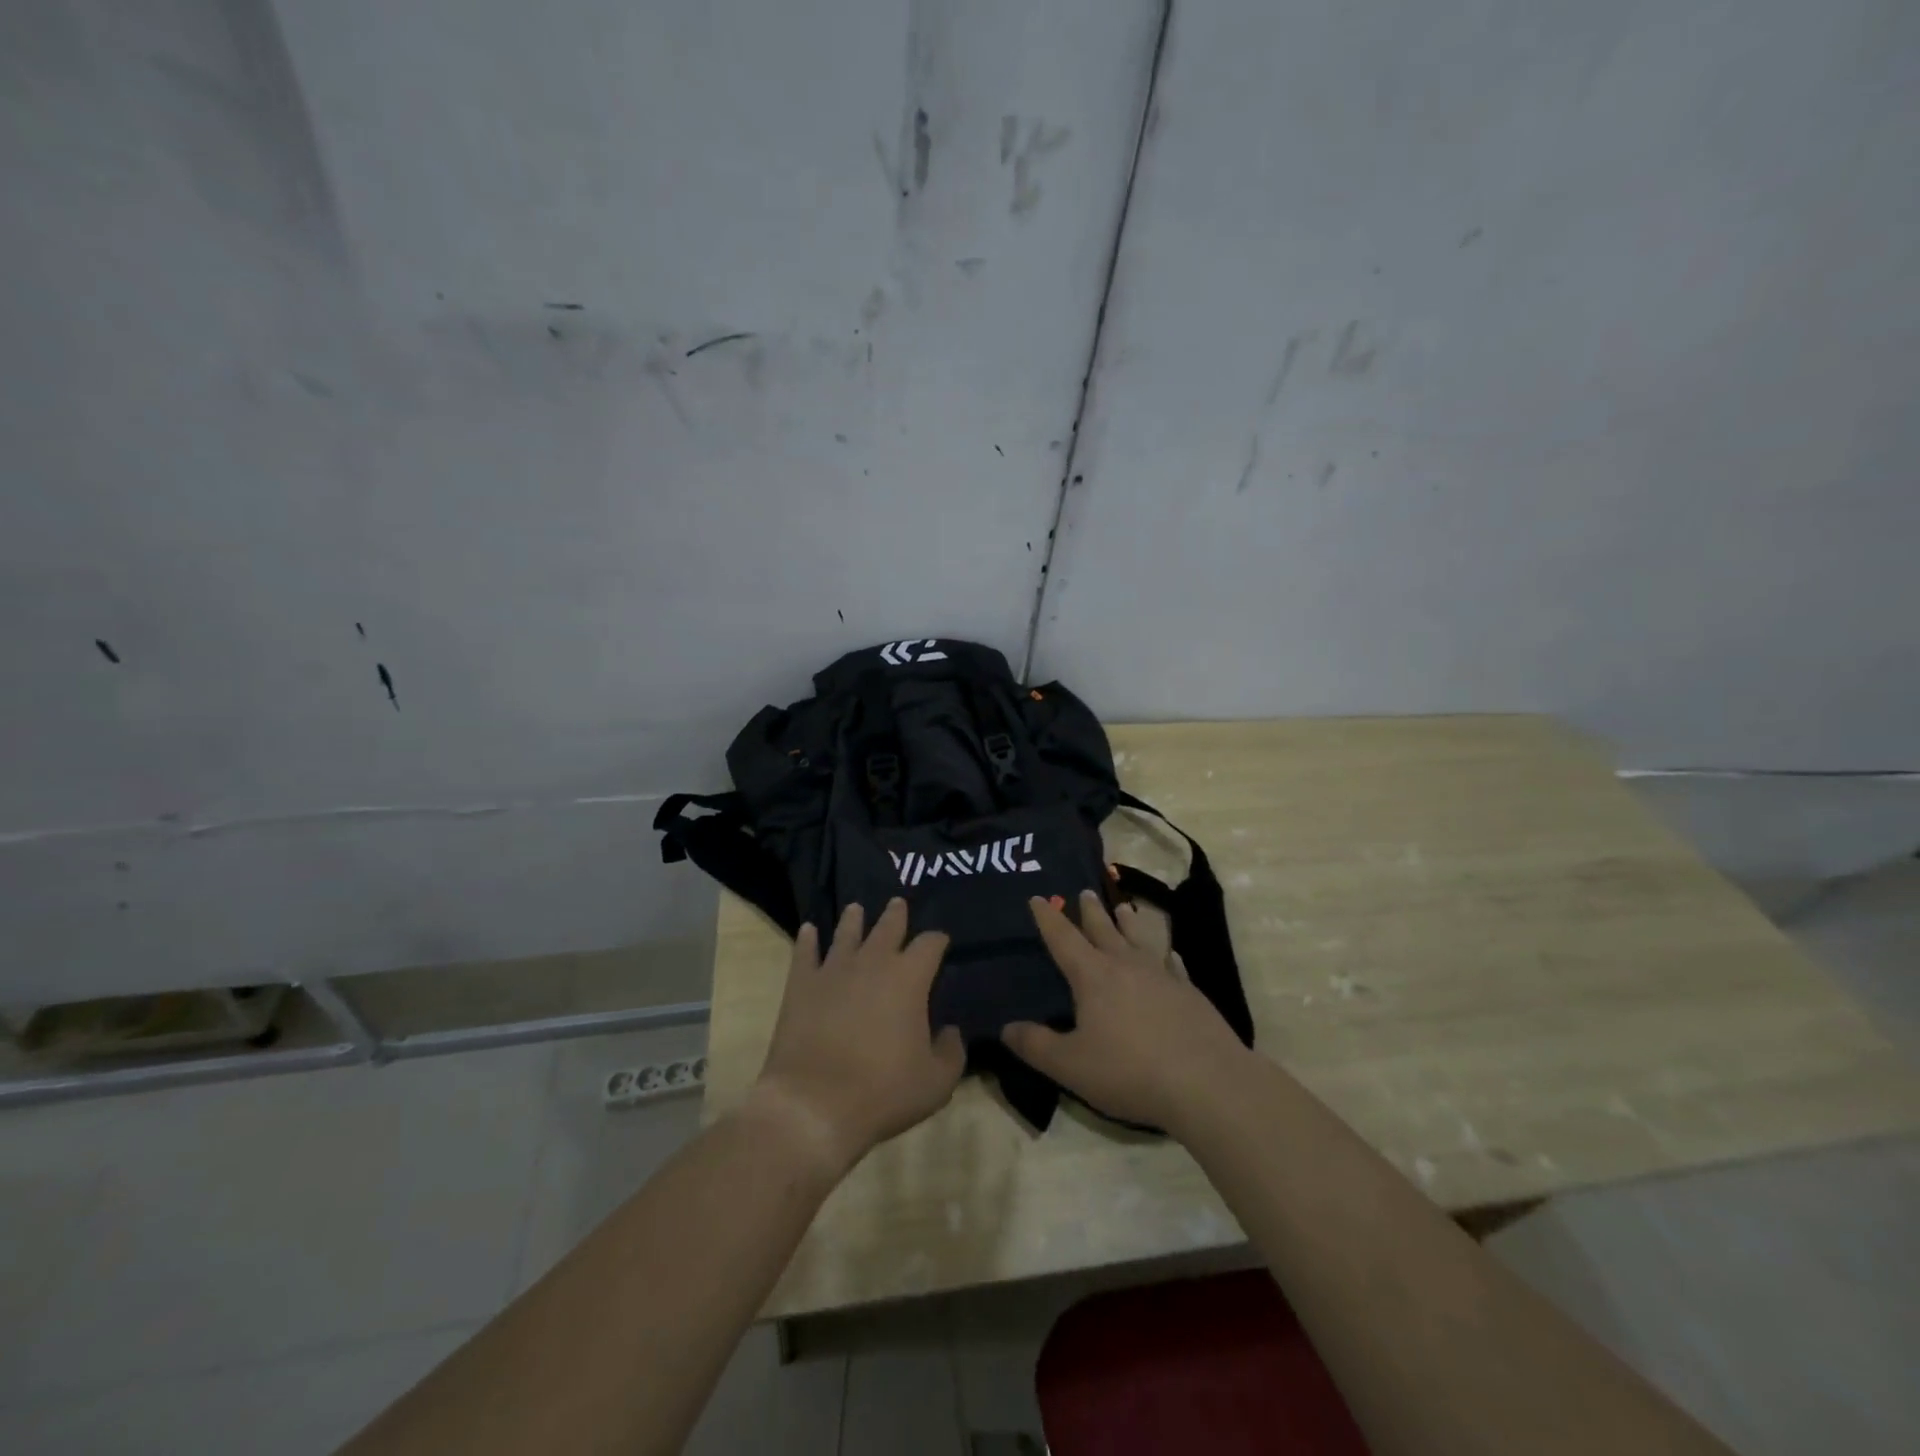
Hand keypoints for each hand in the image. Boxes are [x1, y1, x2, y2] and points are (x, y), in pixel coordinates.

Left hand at [751, 899, 965, 1175]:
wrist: (815, 1104)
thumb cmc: (883, 1092)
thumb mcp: (937, 1082)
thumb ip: (952, 1052)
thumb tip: (950, 1031)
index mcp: (909, 978)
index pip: (930, 944)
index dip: (938, 939)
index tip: (941, 940)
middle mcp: (872, 962)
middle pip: (887, 927)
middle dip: (896, 914)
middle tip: (897, 902)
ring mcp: (833, 970)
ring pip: (846, 933)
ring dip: (853, 919)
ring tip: (856, 908)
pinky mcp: (801, 985)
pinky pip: (805, 953)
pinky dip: (808, 940)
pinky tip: (808, 930)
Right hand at [1004, 890, 1252, 1130]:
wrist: (1207, 1083)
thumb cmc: (1130, 1071)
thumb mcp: (1071, 1065)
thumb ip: (1036, 1046)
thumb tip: (1006, 1027)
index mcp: (1093, 976)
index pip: (1063, 939)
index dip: (1047, 918)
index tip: (1036, 898)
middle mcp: (1126, 966)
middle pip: (1104, 930)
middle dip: (1090, 911)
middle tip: (1084, 891)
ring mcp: (1162, 976)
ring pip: (1140, 939)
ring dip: (1129, 922)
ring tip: (1124, 907)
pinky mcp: (1190, 994)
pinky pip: (1173, 965)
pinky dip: (1167, 956)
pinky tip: (1171, 954)